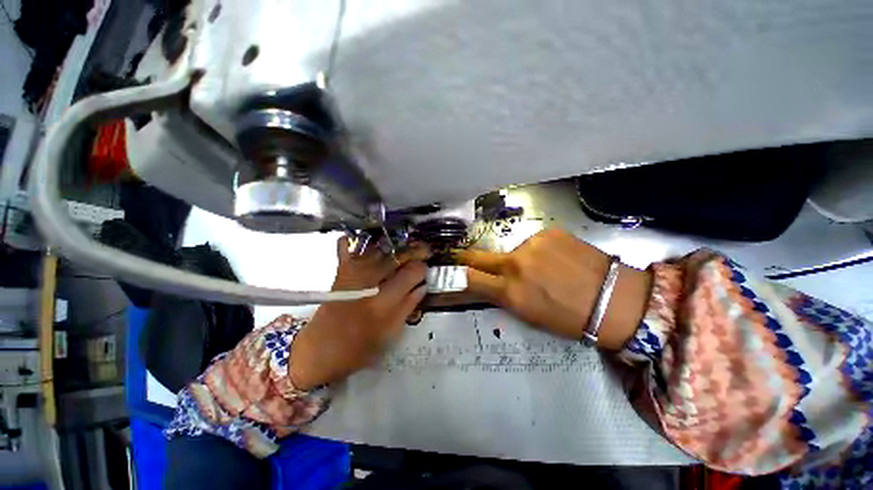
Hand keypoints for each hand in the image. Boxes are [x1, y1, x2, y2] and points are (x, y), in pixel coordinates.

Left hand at [290, 238, 430, 389]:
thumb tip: (422, 287)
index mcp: (384, 303)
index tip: (424, 270)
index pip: (411, 273)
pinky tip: (367, 238)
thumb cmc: (358, 349)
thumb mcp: (390, 333)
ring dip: (392, 247)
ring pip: (377, 250)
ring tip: (400, 251)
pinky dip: (355, 240)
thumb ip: (408, 307)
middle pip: (396, 256)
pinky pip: (347, 248)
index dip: (422, 268)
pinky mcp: (340, 273)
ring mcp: (352, 275)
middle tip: (419, 254)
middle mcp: (368, 283)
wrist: (319, 351)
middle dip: (412, 252)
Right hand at [456, 229, 651, 349]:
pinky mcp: (549, 232)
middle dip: (469, 258)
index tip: (453, 270)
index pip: (471, 278)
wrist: (614, 299)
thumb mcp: (529, 315)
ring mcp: (532, 244)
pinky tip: (557, 259)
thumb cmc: (569, 318)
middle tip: (463, 257)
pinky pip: (534, 242)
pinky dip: (538, 251)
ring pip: (512, 251)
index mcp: (511, 291)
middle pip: (480, 257)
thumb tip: (490, 283)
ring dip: (519, 259)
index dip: (459, 274)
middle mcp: (516, 264)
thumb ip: (504, 296)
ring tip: (542, 269)